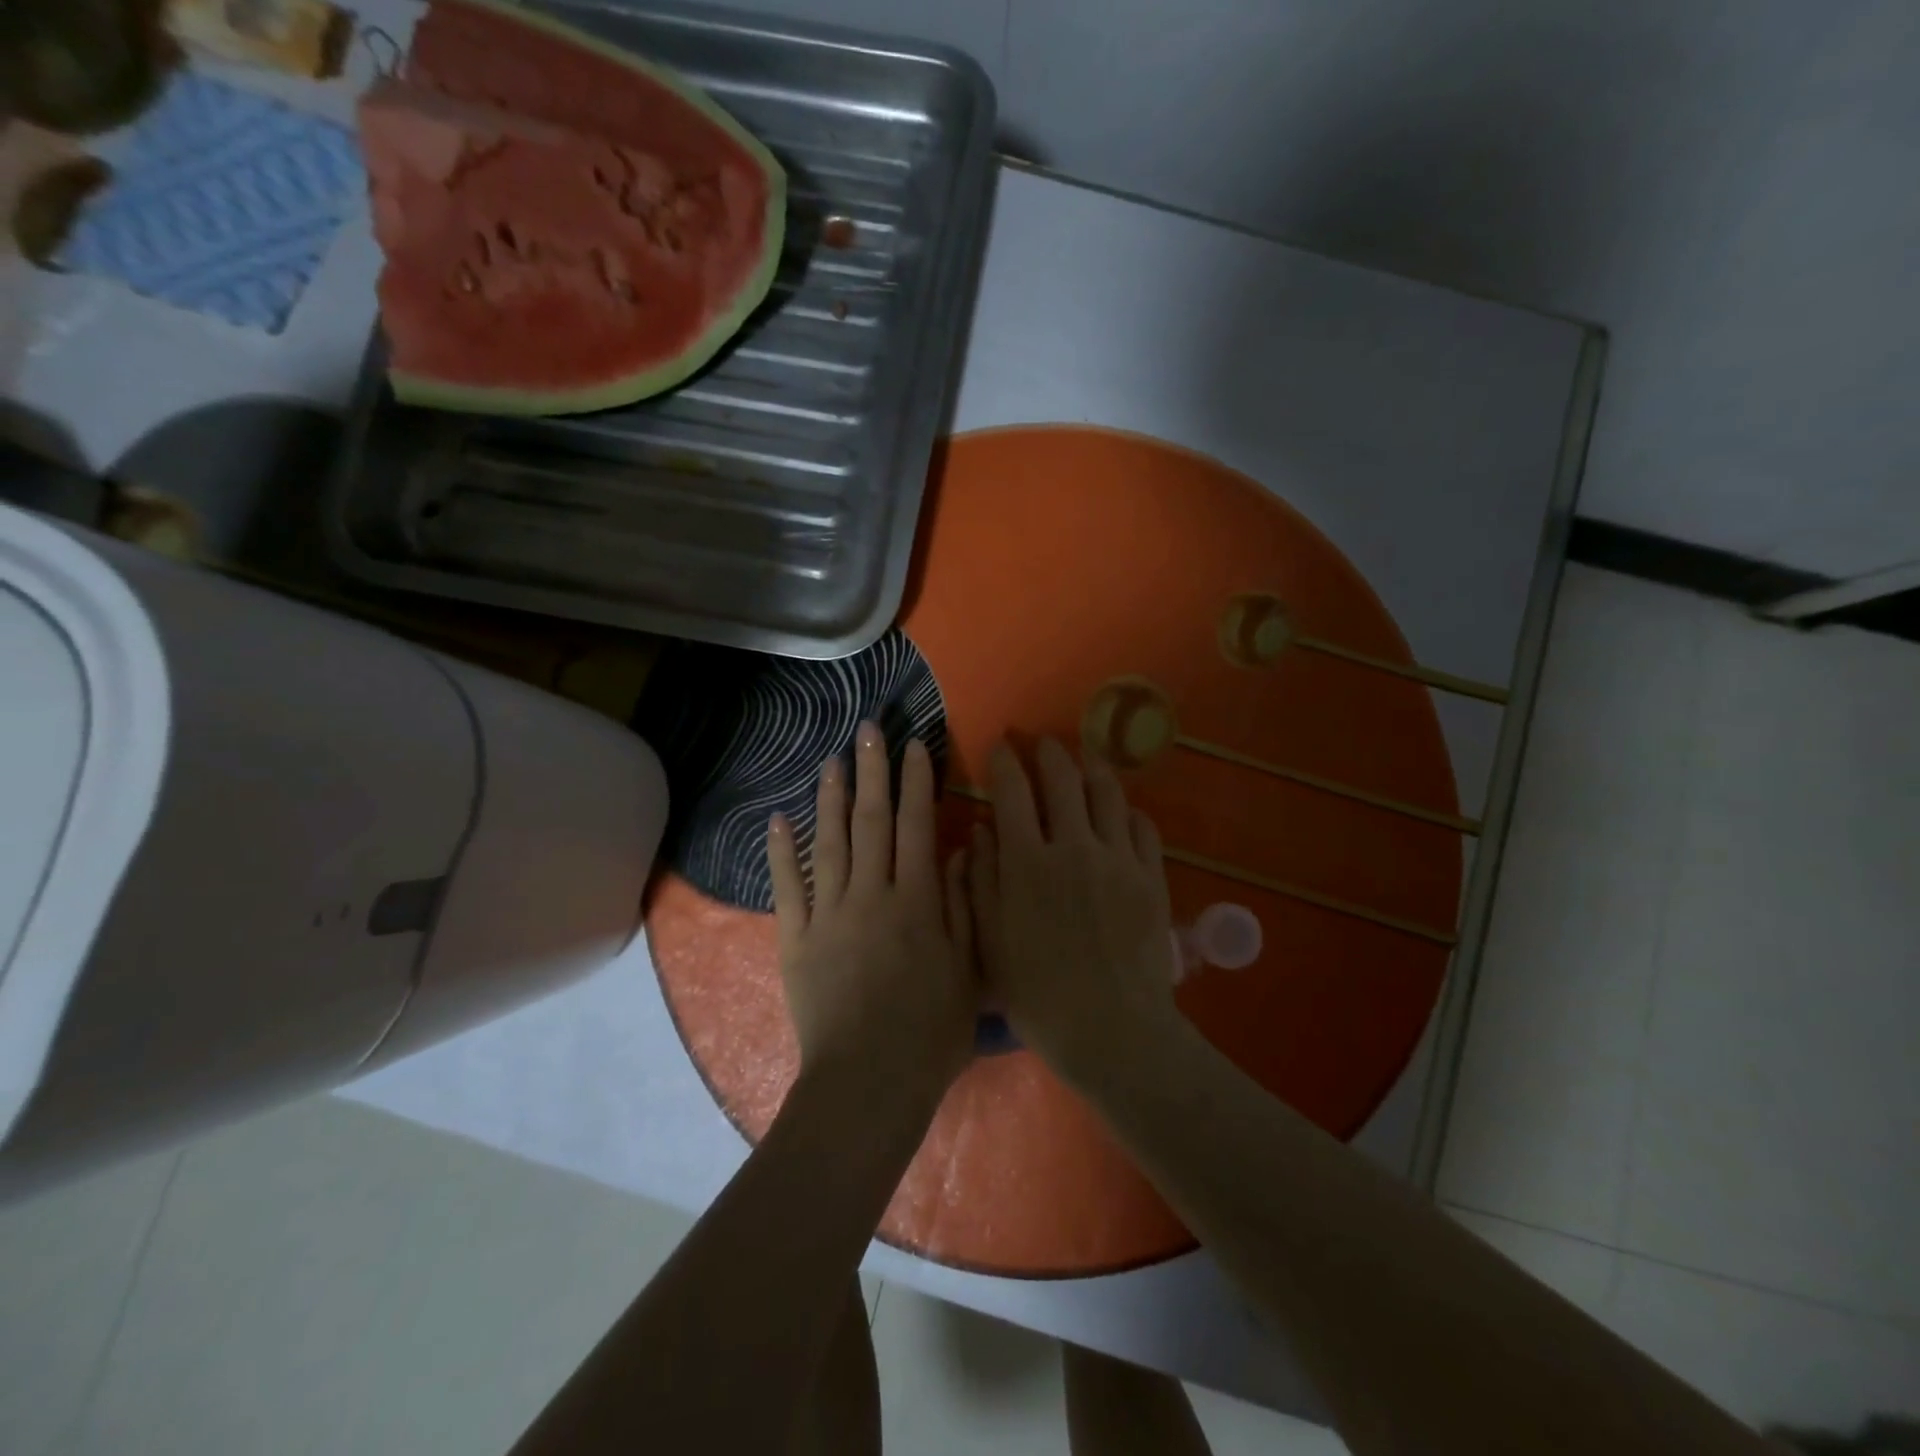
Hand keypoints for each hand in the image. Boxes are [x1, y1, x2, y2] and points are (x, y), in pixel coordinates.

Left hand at [766, 722, 977, 1109]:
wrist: (867, 1084)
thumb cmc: (930, 1033)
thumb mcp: (968, 971)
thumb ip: (963, 906)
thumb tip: (959, 851)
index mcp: (917, 901)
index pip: (918, 825)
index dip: (917, 781)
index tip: (915, 744)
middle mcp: (871, 894)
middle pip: (871, 821)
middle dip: (872, 772)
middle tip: (868, 730)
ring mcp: (828, 914)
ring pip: (829, 843)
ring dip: (829, 797)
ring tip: (831, 759)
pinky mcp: (795, 938)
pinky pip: (788, 887)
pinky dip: (781, 851)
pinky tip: (777, 819)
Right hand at [967, 738, 1178, 1088]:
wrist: (1112, 1030)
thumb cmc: (1038, 994)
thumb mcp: (991, 941)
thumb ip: (982, 880)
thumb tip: (980, 830)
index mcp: (1027, 861)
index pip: (1014, 790)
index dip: (1005, 761)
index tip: (1000, 747)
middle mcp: (1073, 845)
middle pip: (1063, 778)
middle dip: (1049, 752)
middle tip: (1042, 744)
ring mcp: (1118, 858)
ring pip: (1107, 792)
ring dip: (1092, 767)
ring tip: (1084, 759)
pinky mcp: (1150, 875)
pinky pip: (1141, 825)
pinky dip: (1126, 809)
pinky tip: (1120, 810)